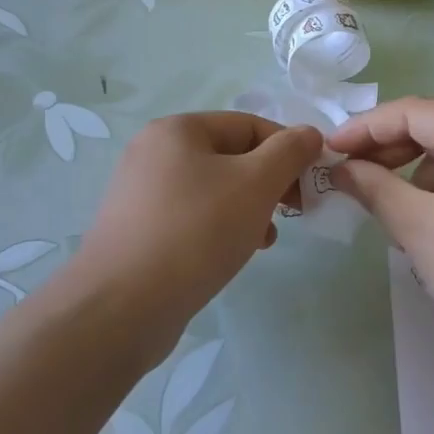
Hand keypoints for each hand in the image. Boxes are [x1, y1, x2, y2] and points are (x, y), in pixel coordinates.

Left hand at [74, 112, 322, 347]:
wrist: (121, 308)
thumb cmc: (195, 233)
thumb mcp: (255, 184)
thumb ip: (289, 152)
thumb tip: (309, 134)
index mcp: (178, 130)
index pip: (250, 125)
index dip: (288, 150)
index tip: (311, 184)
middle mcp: (154, 153)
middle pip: (232, 156)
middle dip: (269, 182)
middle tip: (294, 211)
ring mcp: (142, 193)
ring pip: (215, 189)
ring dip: (249, 208)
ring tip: (265, 238)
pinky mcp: (140, 231)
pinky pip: (194, 217)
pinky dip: (221, 227)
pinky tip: (236, 252)